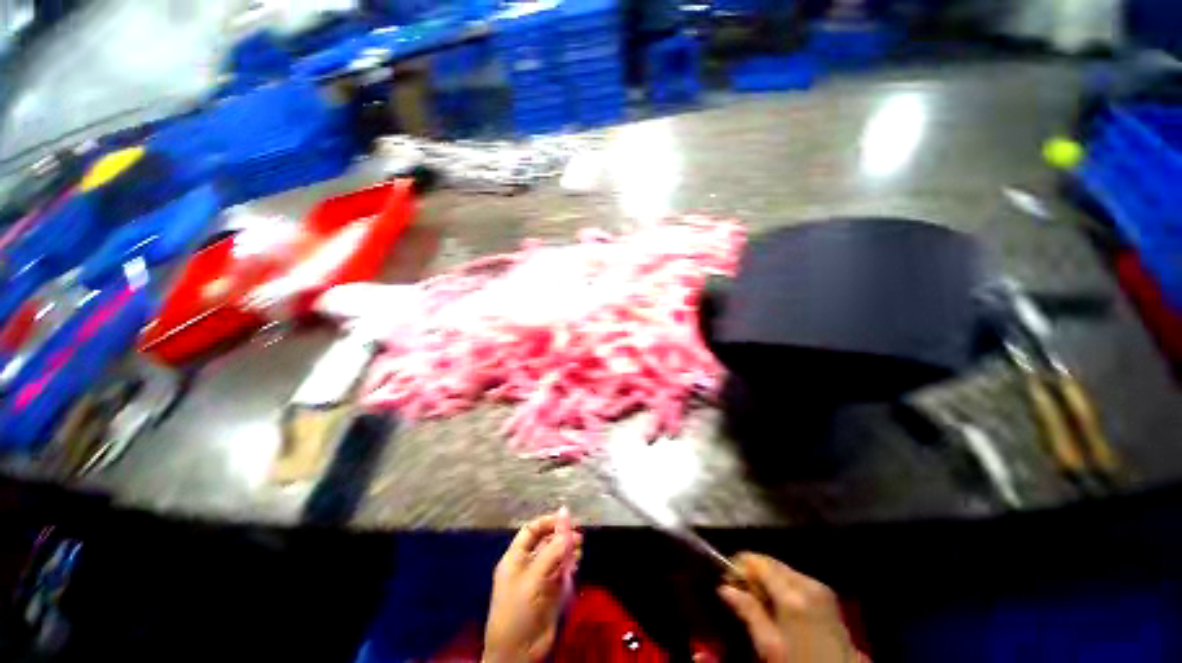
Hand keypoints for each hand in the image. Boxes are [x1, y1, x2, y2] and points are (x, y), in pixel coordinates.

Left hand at [484, 510, 581, 662]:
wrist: (518, 653)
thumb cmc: (518, 610)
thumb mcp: (534, 577)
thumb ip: (552, 549)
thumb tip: (566, 517)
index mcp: (516, 558)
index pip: (531, 530)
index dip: (548, 522)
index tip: (566, 519)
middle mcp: (528, 565)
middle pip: (546, 542)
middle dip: (562, 536)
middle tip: (579, 536)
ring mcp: (540, 579)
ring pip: (556, 557)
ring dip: (568, 551)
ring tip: (580, 549)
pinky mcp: (551, 593)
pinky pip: (562, 573)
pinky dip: (570, 567)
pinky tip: (576, 565)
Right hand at [719, 553, 858, 662]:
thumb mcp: (769, 646)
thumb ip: (748, 613)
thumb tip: (725, 589)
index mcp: (792, 595)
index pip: (758, 561)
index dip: (738, 565)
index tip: (728, 579)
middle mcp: (807, 584)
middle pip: (771, 562)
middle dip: (753, 572)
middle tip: (740, 591)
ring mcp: (820, 587)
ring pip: (783, 569)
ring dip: (767, 578)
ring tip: (759, 600)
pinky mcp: (827, 594)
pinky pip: (796, 578)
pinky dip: (782, 584)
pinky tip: (778, 604)